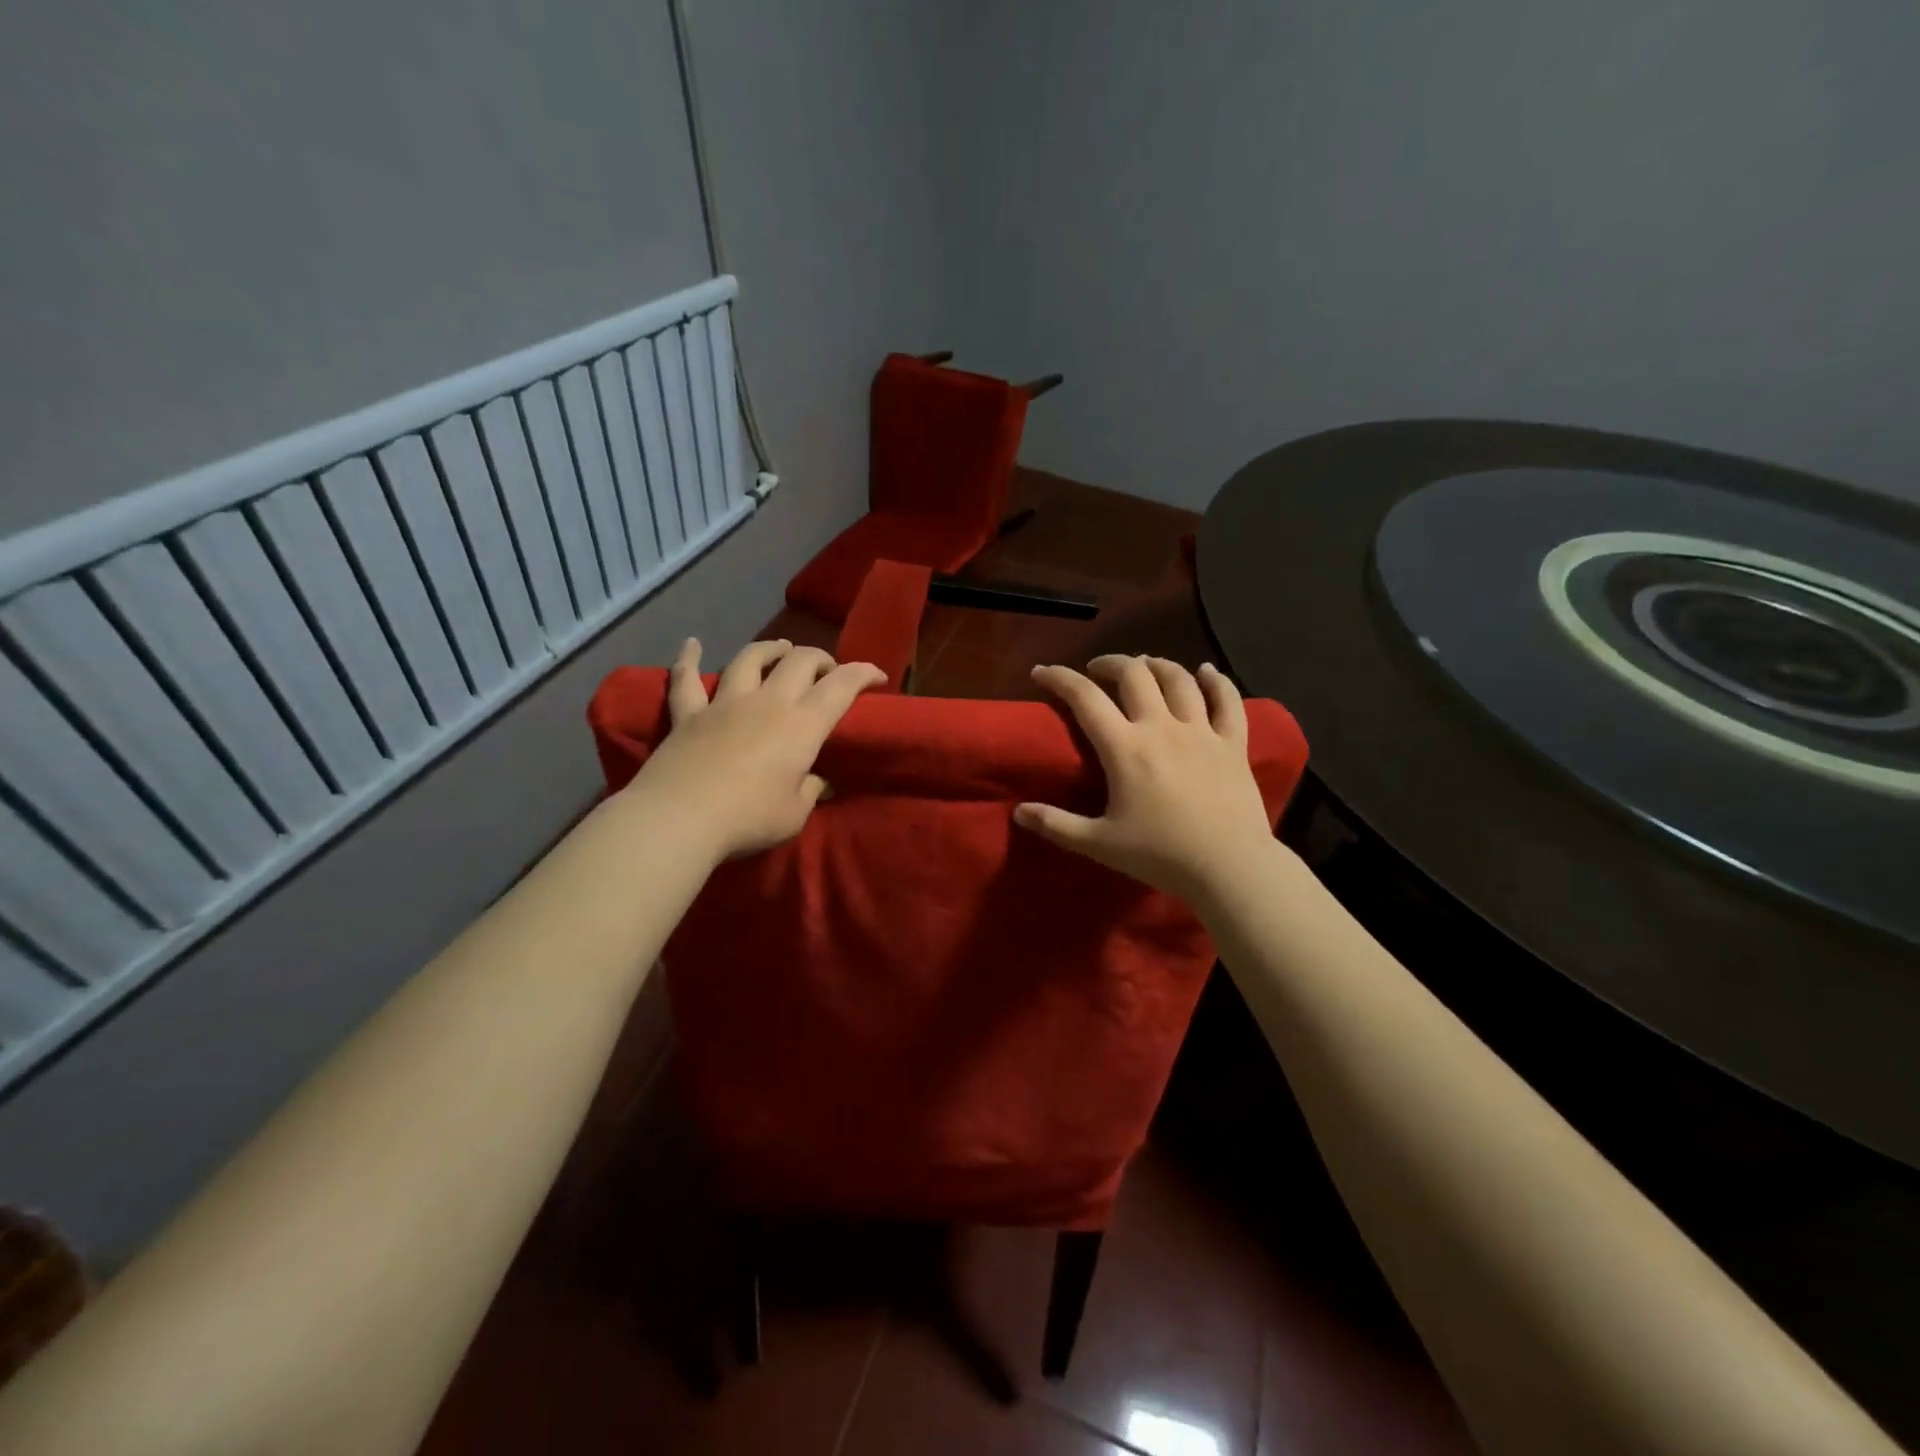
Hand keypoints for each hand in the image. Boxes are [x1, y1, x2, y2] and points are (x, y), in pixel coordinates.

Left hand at [624, 637, 885, 861]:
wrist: (680, 818)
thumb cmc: (749, 818)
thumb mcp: (794, 814)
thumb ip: (809, 791)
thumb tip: (816, 781)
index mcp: (802, 725)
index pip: (841, 686)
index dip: (863, 674)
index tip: (877, 676)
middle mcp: (768, 702)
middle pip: (799, 662)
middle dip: (819, 659)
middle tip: (827, 670)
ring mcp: (725, 703)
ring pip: (749, 659)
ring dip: (770, 649)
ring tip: (780, 647)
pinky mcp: (688, 714)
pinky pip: (686, 680)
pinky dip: (688, 659)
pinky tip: (691, 644)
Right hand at [1016, 655, 1275, 903]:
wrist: (1229, 868)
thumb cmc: (1160, 856)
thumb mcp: (1099, 844)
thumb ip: (1056, 825)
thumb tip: (1017, 812)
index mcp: (1125, 748)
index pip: (1084, 698)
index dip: (1059, 678)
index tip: (1041, 671)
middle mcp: (1162, 727)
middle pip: (1134, 674)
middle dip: (1110, 663)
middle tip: (1097, 670)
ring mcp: (1202, 732)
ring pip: (1179, 679)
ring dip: (1157, 665)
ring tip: (1144, 666)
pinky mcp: (1233, 743)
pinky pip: (1228, 701)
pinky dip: (1216, 681)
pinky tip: (1206, 672)